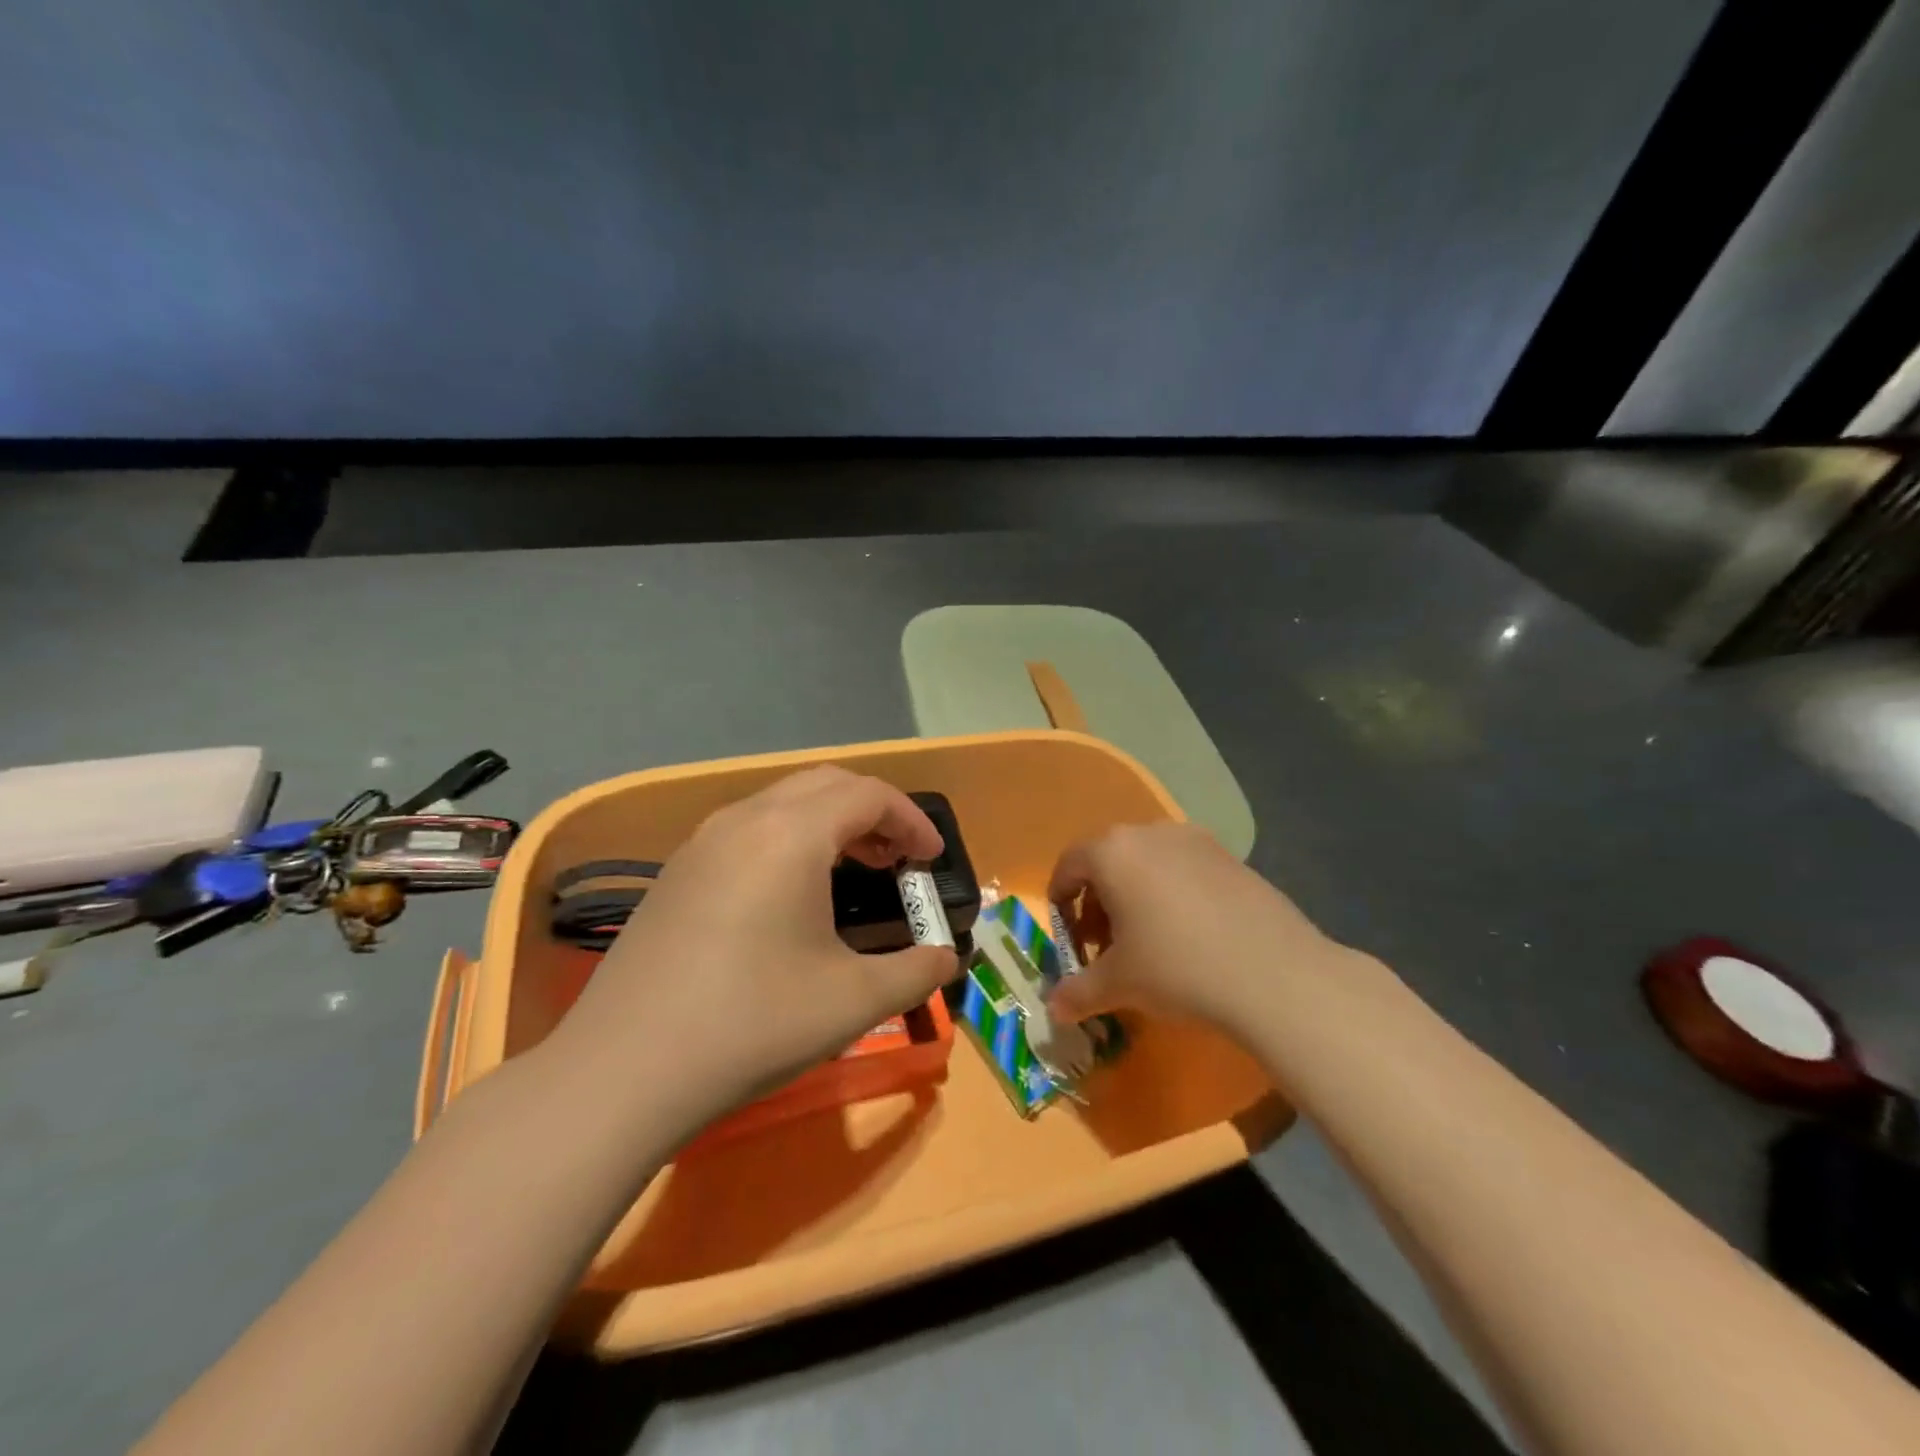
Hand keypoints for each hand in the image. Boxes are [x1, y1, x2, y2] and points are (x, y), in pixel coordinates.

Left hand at [547, 767, 958, 1140]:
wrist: (623, 1071)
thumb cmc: (752, 1024)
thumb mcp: (852, 1001)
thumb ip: (915, 971)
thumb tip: (947, 959)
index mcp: (791, 834)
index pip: (869, 794)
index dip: (911, 821)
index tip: (931, 861)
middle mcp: (744, 820)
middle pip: (826, 784)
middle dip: (873, 812)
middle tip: (898, 860)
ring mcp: (701, 843)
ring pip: (782, 802)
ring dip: (829, 823)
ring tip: (852, 871)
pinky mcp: (676, 873)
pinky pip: (748, 830)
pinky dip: (789, 840)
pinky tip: (790, 896)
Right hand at [1046, 821, 1347, 1038]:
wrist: (1275, 974)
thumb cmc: (1177, 968)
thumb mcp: (1118, 985)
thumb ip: (1078, 993)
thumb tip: (1054, 1009)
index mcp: (1112, 852)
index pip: (1069, 866)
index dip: (1060, 902)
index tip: (1068, 938)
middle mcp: (1150, 833)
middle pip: (1108, 861)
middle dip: (1098, 903)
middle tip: (1104, 947)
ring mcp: (1195, 840)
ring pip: (1147, 863)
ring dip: (1135, 897)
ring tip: (1147, 943)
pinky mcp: (1231, 857)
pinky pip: (1184, 869)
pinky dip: (1173, 894)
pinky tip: (1190, 936)